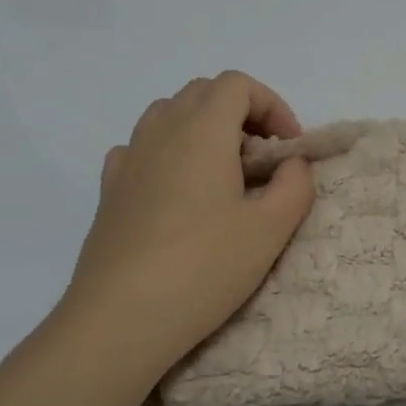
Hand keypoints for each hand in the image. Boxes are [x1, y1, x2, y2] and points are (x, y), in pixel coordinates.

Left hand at [57, 72, 315, 375]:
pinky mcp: (109, 191)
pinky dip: (169, 151)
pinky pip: (141, 147)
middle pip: (203, 92)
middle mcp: (160, 133)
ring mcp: (128, 160)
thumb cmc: (204, 268)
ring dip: (205, 128)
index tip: (289, 147)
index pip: (238, 85)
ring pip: (168, 114)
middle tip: (264, 158)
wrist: (119, 320)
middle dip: (242, 113)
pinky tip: (180, 190)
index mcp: (202, 132)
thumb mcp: (272, 229)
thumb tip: (291, 164)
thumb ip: (296, 184)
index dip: (273, 105)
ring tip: (226, 173)